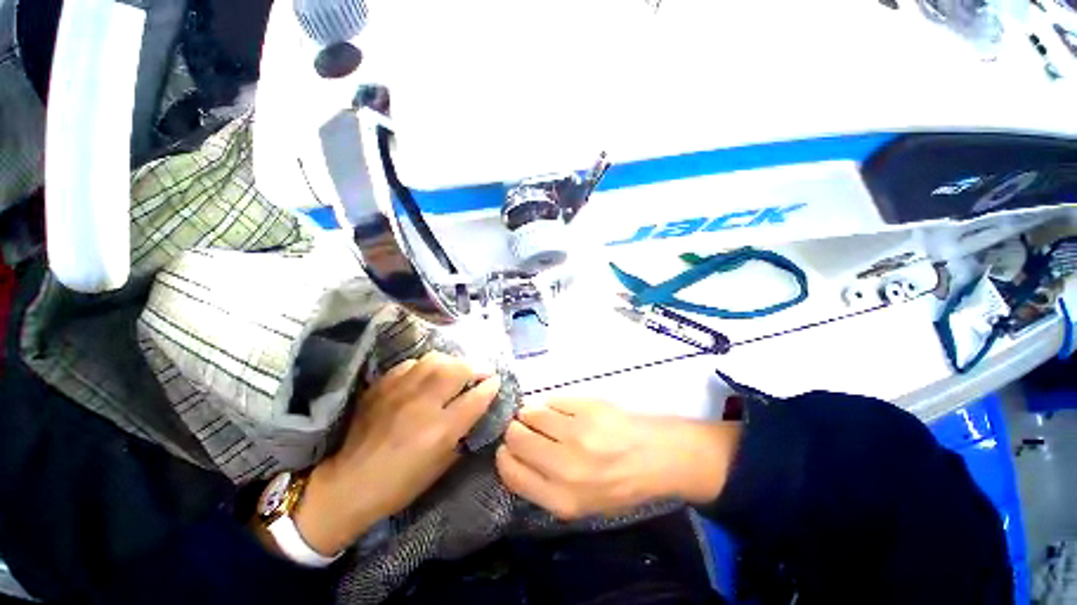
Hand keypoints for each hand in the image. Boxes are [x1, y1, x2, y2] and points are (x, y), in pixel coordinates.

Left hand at [294, 352, 500, 554]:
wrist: (348, 484)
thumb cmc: (401, 484)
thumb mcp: (442, 465)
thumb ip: (463, 433)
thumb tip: (477, 408)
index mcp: (440, 431)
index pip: (476, 397)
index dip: (491, 386)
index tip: (496, 381)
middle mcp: (423, 405)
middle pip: (458, 369)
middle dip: (475, 368)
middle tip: (479, 374)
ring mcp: (400, 392)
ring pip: (435, 360)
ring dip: (452, 363)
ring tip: (455, 371)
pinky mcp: (382, 387)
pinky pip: (411, 364)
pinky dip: (425, 366)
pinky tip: (426, 376)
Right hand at [495, 399, 740, 519]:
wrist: (658, 456)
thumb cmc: (620, 484)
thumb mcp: (582, 504)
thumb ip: (545, 486)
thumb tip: (515, 454)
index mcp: (563, 499)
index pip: (511, 472)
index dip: (505, 456)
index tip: (508, 448)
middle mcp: (565, 466)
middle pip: (516, 438)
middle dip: (515, 431)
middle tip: (526, 429)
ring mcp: (577, 432)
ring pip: (531, 413)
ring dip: (532, 414)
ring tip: (545, 418)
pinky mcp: (587, 406)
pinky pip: (553, 400)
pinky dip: (552, 405)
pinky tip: (565, 412)